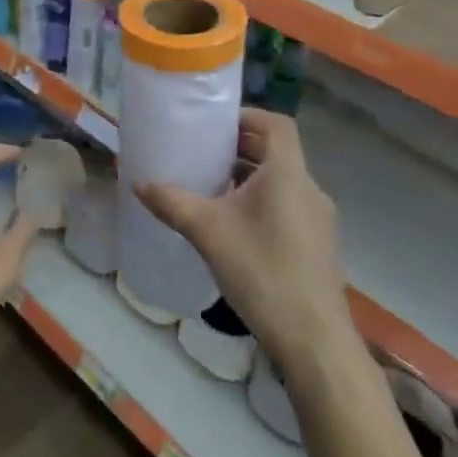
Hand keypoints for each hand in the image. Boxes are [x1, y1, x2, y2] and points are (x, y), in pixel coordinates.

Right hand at [137, 110, 348, 366]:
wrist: (314, 339)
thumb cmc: (262, 272)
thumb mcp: (207, 232)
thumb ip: (172, 203)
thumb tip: (139, 182)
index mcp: (288, 174)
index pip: (277, 124)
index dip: (247, 116)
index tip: (216, 125)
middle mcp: (309, 189)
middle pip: (277, 152)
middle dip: (241, 147)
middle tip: (204, 154)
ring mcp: (318, 219)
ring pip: (282, 182)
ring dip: (250, 177)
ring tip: (213, 190)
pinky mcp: (318, 245)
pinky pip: (288, 206)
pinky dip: (262, 202)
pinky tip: (235, 229)